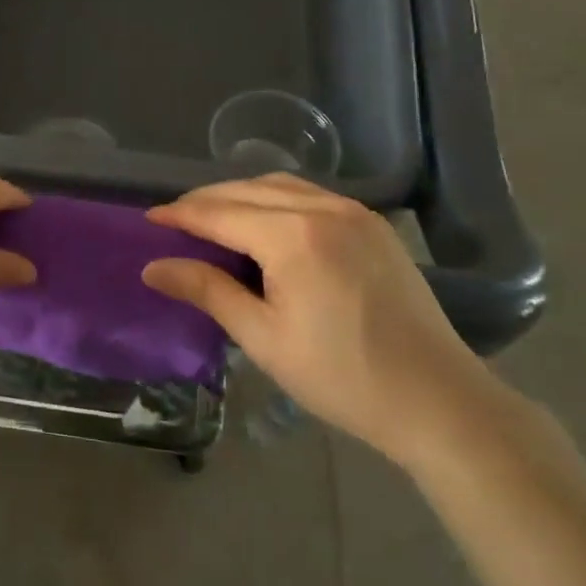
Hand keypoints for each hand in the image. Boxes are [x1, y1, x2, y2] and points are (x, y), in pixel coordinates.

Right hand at [142, 175, 508, 470]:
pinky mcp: (374, 225)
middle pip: (248, 189)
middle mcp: (324, 208)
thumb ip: (208, 291)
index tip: (148, 218)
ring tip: (213, 217)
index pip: (220, 213)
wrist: (438, 400)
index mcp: (293, 236)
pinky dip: (276, 199)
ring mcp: (355, 212)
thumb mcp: (263, 337)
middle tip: (174, 220)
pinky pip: (312, 195)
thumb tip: (154, 267)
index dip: (180, 215)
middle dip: (206, 200)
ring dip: (241, 194)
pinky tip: (265, 223)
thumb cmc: (341, 376)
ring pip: (281, 186)